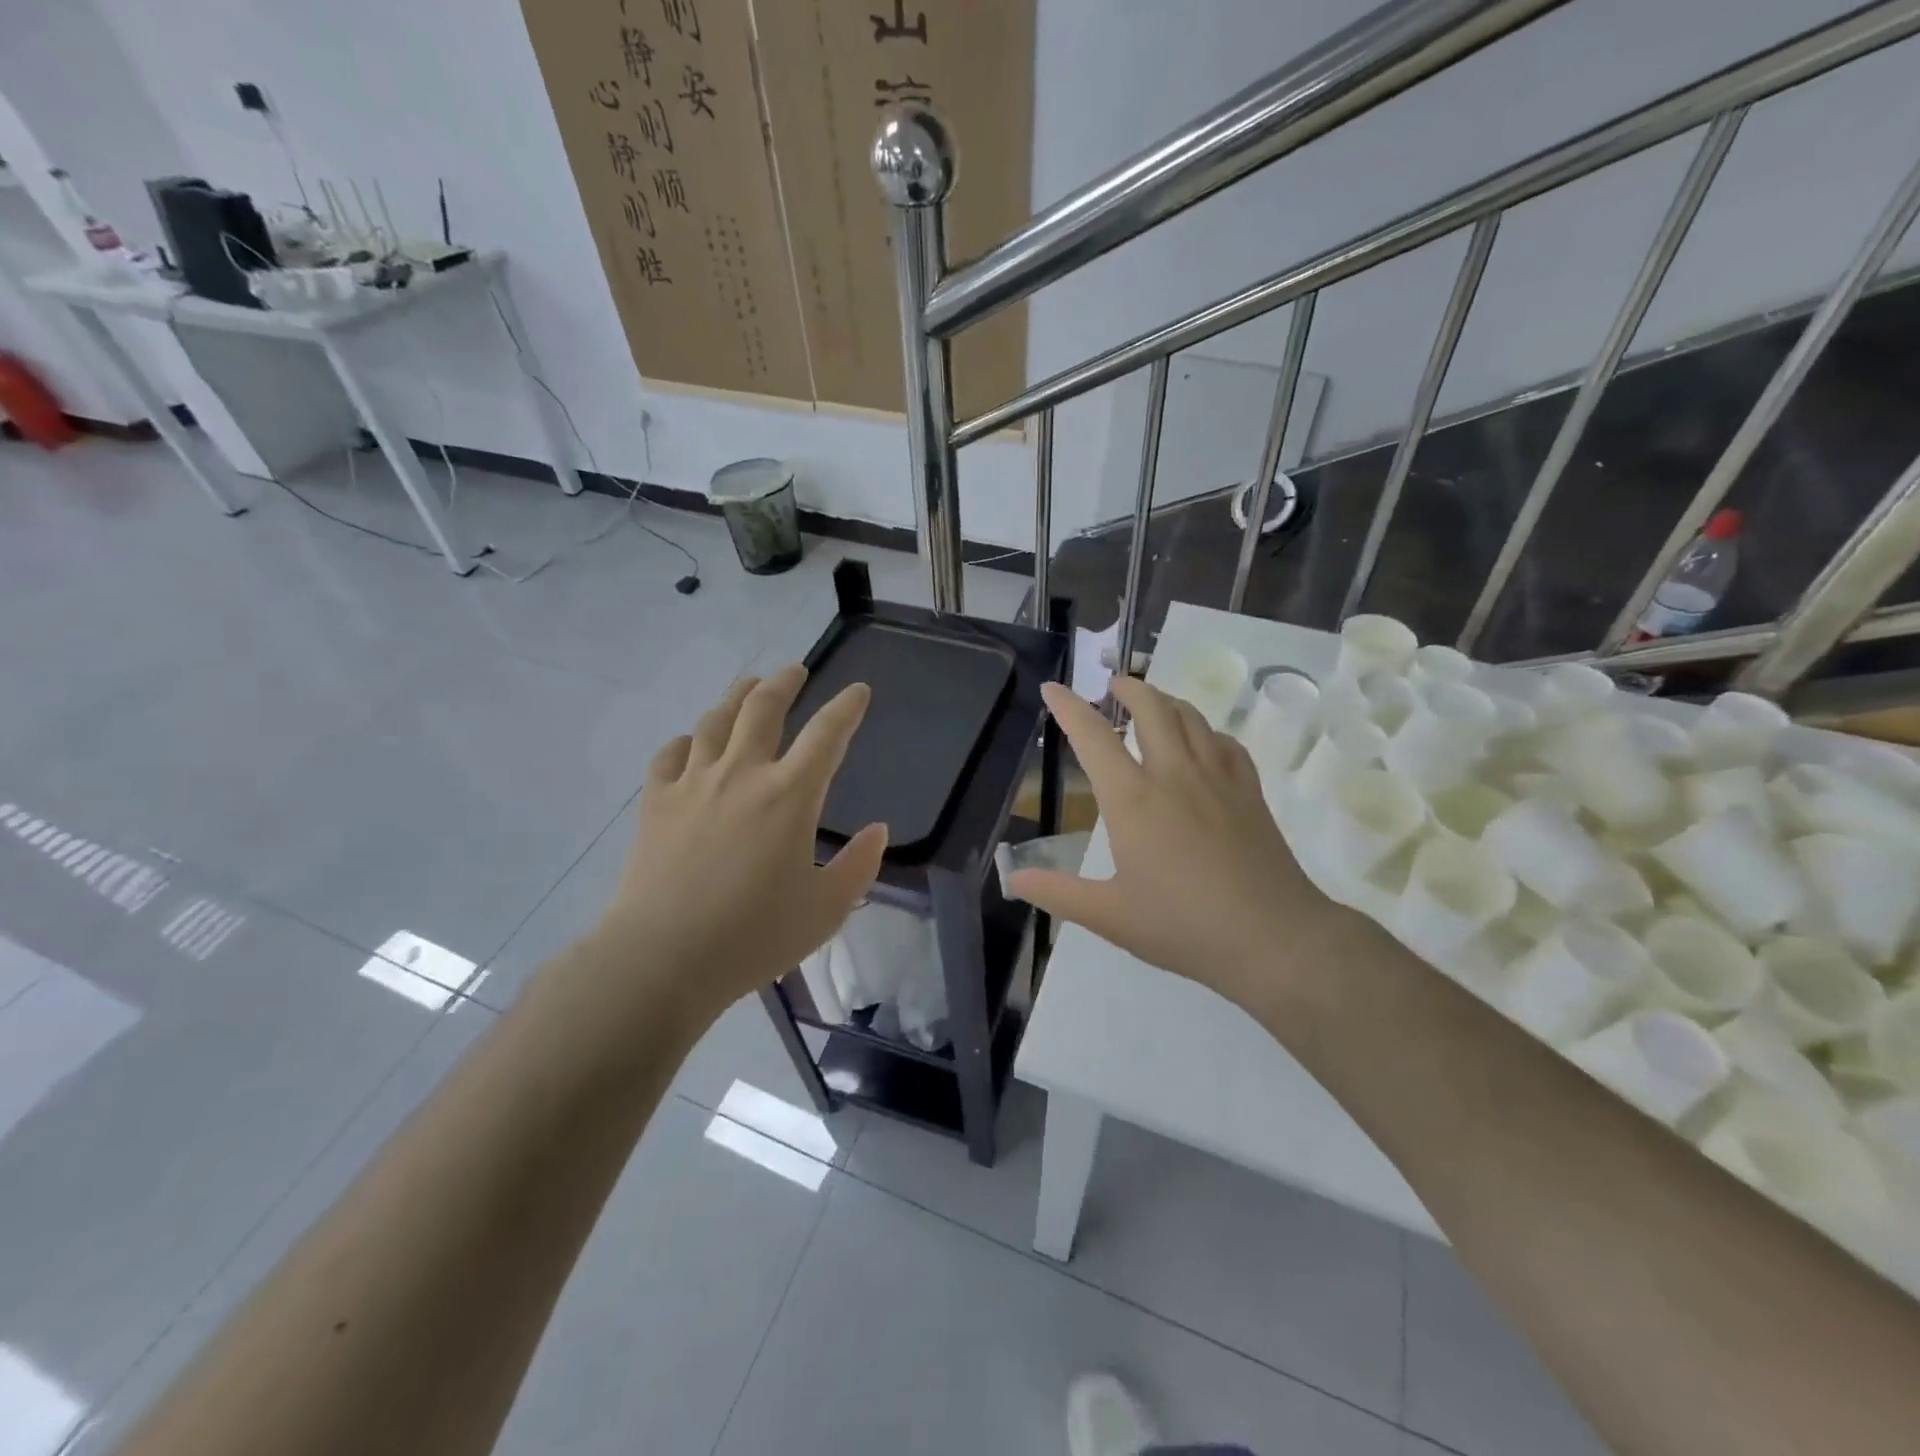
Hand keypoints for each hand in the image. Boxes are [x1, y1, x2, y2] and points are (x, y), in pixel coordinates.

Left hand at [588, 664, 886, 1023]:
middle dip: (784, 682)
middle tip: (796, 670)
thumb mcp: (826, 910)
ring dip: (736, 697)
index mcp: (790, 796)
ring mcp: (693, 784)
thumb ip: (859, 866)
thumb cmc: (754, 936)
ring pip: (715, 721)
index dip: (846, 707)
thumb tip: (878, 831)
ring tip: (748, 686)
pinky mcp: (656, 802)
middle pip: (764, 708)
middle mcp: (742, 774)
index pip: (827, 734)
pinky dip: (686, 741)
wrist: (663, 959)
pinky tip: (691, 743)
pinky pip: (670, 755)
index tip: (858, 690)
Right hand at [1007, 677, 1363, 1013]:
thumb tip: (1012, 879)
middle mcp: (1173, 775)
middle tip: (1114, 683)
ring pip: (1191, 718)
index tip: (1052, 688)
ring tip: (1153, 701)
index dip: (1068, 707)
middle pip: (1151, 709)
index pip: (1093, 737)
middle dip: (1129, 687)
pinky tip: (1204, 742)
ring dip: (1167, 700)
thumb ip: (1058, 893)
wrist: (1273, 938)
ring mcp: (1218, 779)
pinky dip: (1207, 731)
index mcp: (1132, 800)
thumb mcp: (1109, 916)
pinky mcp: (1250, 791)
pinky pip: (1226, 743)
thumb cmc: (1183, 926)